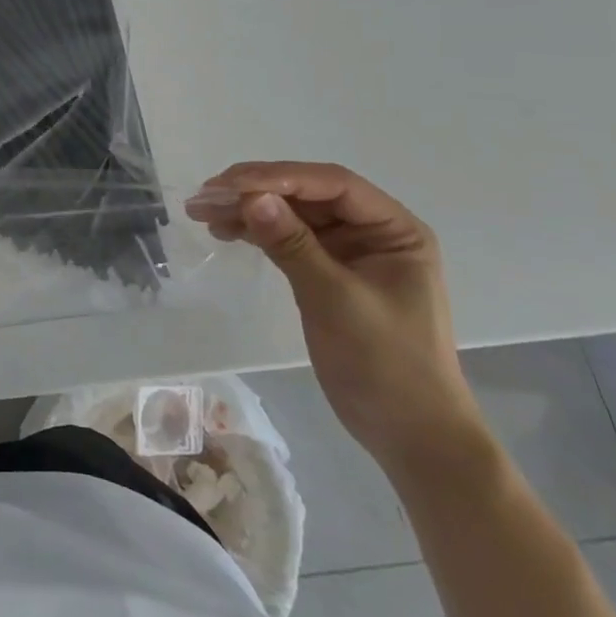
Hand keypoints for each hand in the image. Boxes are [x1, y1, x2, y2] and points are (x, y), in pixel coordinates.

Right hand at [187, 161, 485, 479]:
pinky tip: (225, 231)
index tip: (230, 185)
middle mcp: (372, 231)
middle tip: (205, 196)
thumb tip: (252, 197)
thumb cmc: (388, 366)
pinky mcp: (328, 272)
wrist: (412, 439)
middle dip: (255, 191)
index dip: (279, 177)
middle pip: (306, 194)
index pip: (331, 184)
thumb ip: (293, 245)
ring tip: (203, 212)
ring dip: (248, 210)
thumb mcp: (337, 300)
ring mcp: (350, 252)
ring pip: (292, 214)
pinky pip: (287, 238)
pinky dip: (256, 232)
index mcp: (394, 229)